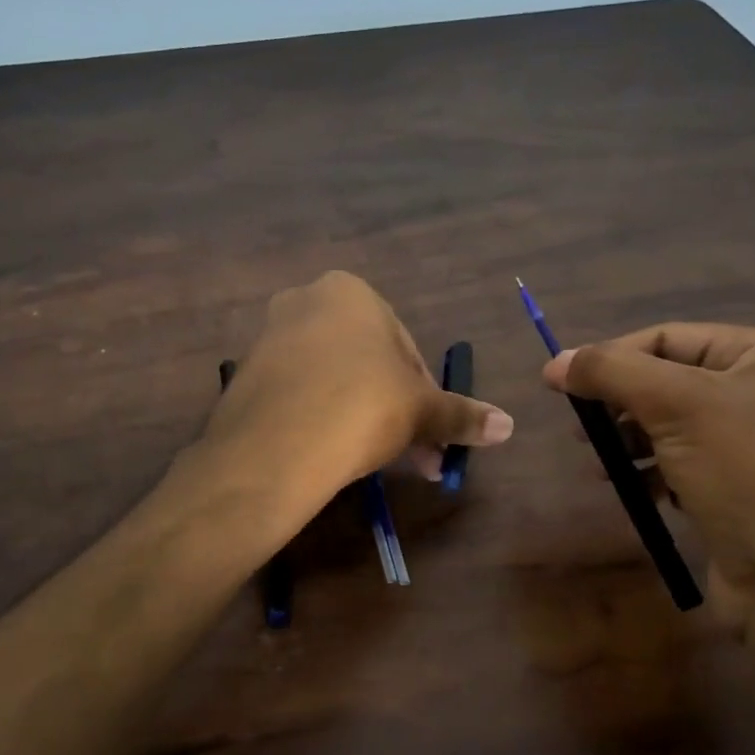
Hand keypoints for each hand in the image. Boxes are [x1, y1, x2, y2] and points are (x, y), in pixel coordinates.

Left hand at [207, 272, 513, 513]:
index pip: (404, 347)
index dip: (425, 394)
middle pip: (367, 364)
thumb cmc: (362, 407)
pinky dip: (322, 419)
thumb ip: (461, 414)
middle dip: (396, 412)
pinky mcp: (246, 376)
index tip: (432, 434)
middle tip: (416, 458)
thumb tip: (508, 426)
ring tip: (376, 463)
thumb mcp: (421, 411)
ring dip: (362, 418)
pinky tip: (332, 454)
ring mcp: (269, 337)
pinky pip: (299, 394)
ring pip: (334, 380)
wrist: (275, 448)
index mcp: (350, 292)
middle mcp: (305, 302)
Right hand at [543, 324, 754, 629]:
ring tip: (601, 464)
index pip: (667, 338)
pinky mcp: (751, 489)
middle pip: (669, 380)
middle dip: (620, 404)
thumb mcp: (677, 406)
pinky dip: (655, 472)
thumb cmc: (752, 475)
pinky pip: (689, 464)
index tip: (559, 386)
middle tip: (581, 430)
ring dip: (631, 441)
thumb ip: (611, 372)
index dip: (610, 358)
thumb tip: (555, 363)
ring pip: (674, 426)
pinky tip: (635, 490)